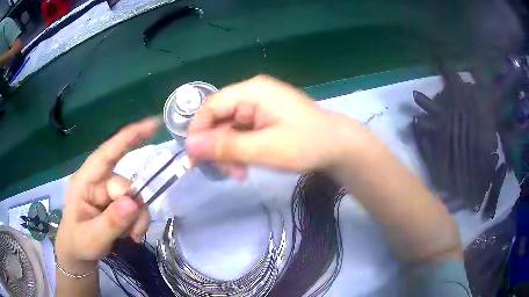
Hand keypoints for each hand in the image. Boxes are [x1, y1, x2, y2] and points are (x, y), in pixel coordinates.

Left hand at [55, 119, 158, 272]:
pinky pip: (135, 208)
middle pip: (126, 184)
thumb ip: (111, 222)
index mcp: (86, 182)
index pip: (107, 154)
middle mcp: (99, 183)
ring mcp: (108, 194)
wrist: (78, 254)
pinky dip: (138, 222)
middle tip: (134, 232)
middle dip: (133, 208)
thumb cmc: (78, 243)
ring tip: (132, 236)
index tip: (153, 125)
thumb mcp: (92, 238)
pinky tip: (132, 235)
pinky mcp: (116, 205)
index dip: (129, 138)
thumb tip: (133, 202)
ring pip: (134, 198)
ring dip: (138, 218)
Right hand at [186, 75, 363, 175]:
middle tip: (226, 173)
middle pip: (219, 119)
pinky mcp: (265, 119)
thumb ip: (226, 147)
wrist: (339, 147)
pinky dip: (240, 151)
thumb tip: (190, 146)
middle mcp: (252, 94)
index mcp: (252, 91)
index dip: (198, 131)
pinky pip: (242, 133)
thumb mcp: (264, 149)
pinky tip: (246, 167)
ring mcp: (259, 107)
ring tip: (239, 174)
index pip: (211, 106)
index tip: (194, 158)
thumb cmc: (306, 145)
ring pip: (229, 129)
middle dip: (217, 147)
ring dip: (229, 153)